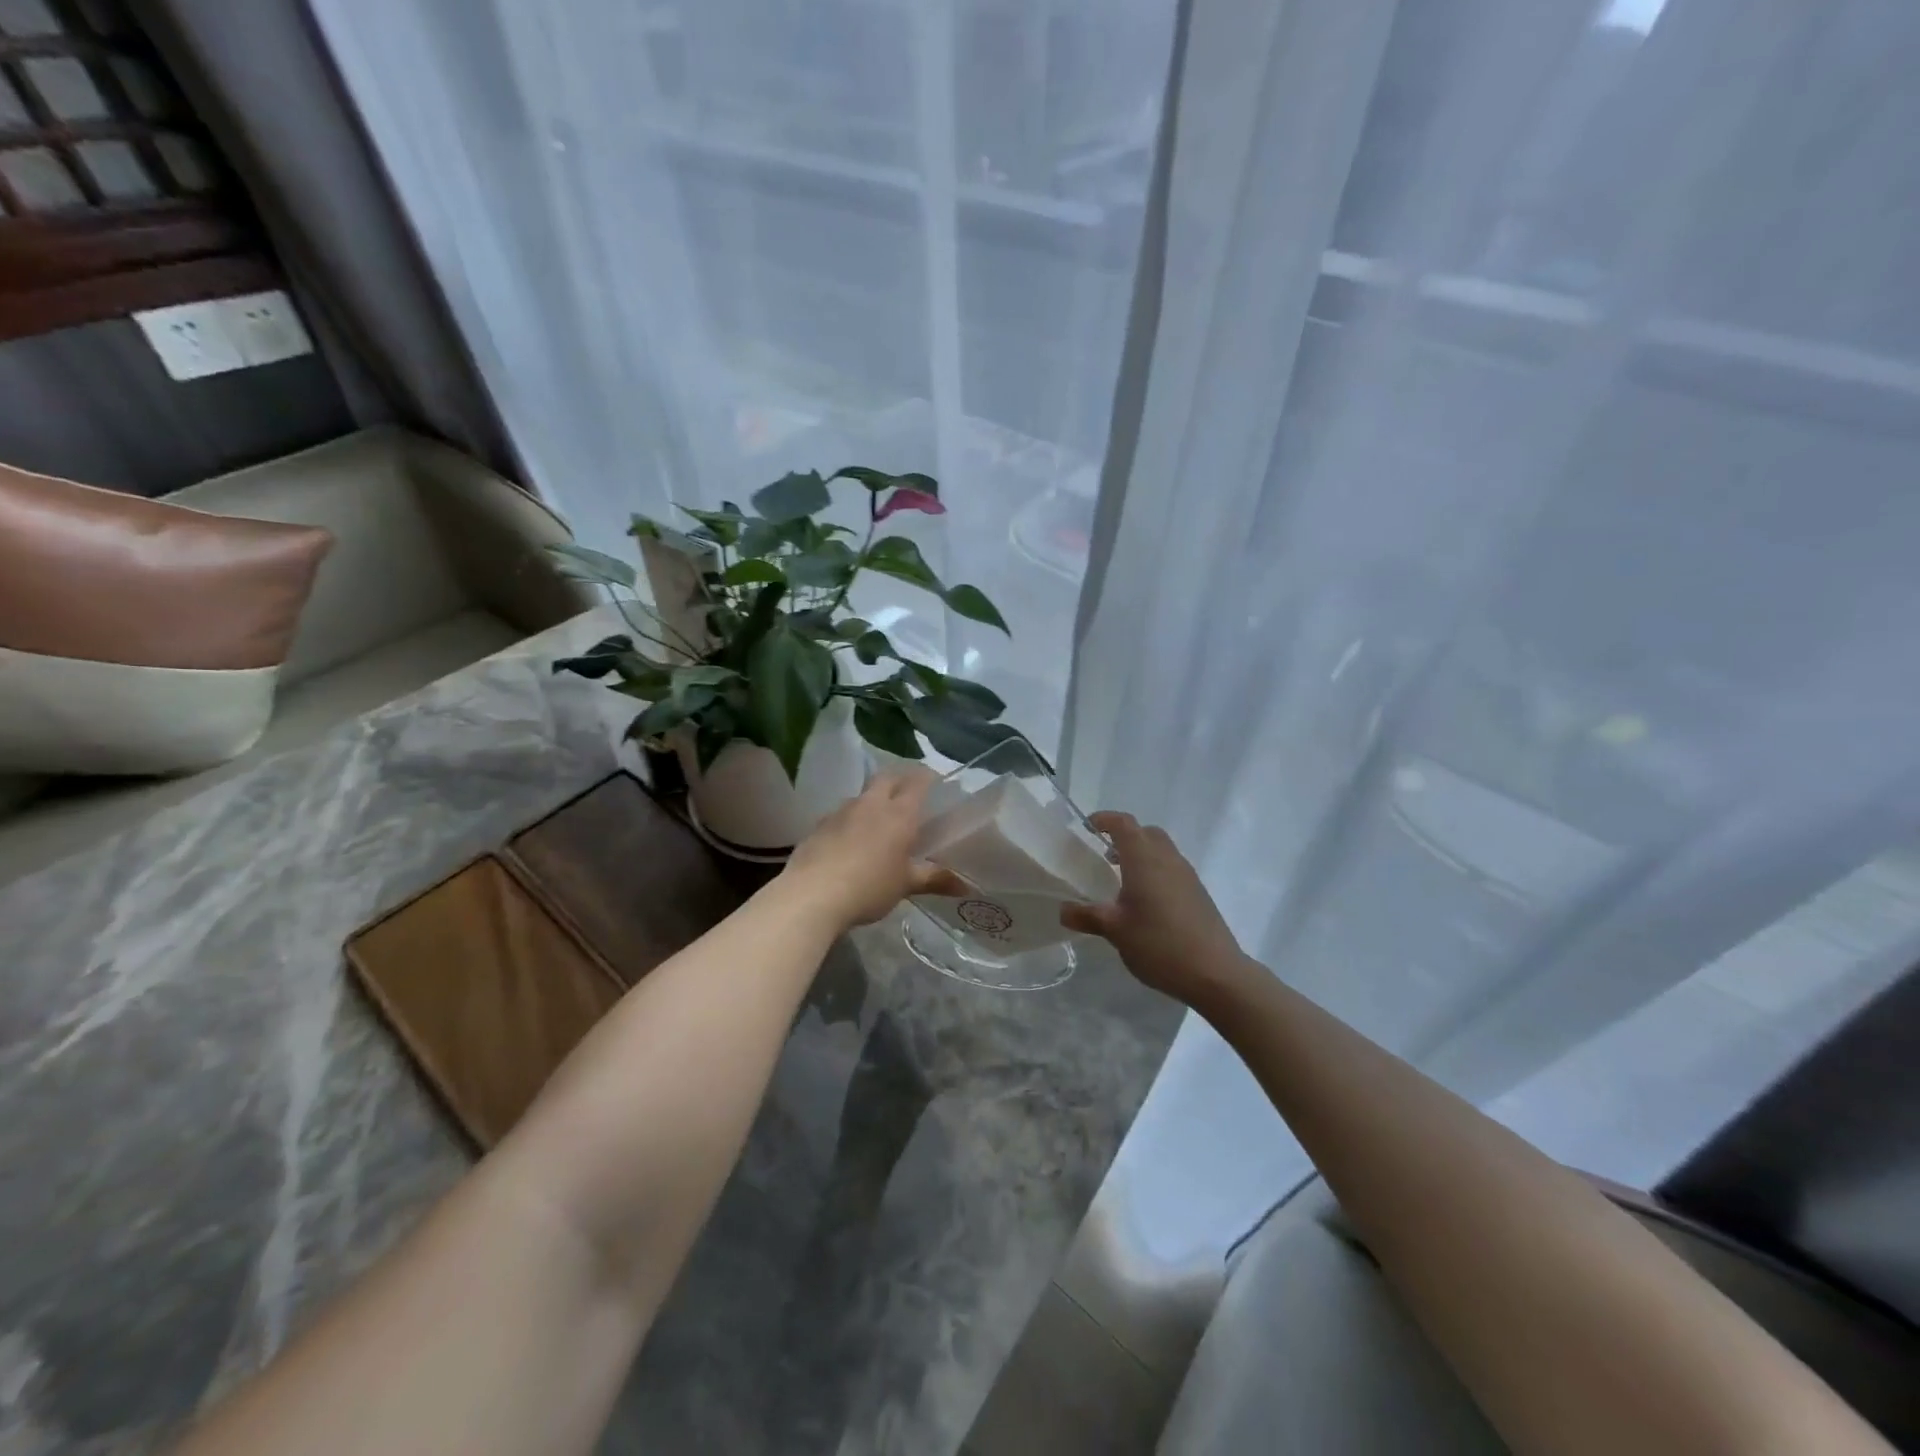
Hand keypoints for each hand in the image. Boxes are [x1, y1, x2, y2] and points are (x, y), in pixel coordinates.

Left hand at [780, 770, 967, 930]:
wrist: (811, 896)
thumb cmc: (869, 887)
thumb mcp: (905, 885)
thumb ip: (935, 879)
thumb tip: (966, 886)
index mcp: (899, 814)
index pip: (917, 782)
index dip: (928, 778)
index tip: (936, 782)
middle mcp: (871, 804)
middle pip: (887, 778)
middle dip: (900, 780)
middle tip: (909, 795)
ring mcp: (841, 811)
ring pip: (862, 795)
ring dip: (873, 800)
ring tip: (879, 819)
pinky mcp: (819, 825)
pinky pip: (841, 813)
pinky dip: (851, 819)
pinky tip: (850, 840)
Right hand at [1061, 813, 1249, 1003]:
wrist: (1215, 973)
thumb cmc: (1159, 944)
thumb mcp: (1115, 931)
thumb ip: (1087, 916)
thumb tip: (1063, 910)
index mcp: (1144, 860)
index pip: (1124, 824)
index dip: (1105, 820)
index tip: (1087, 827)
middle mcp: (1168, 859)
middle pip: (1146, 833)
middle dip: (1125, 837)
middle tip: (1105, 856)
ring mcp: (1187, 876)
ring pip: (1162, 850)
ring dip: (1142, 855)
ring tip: (1123, 881)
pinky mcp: (1199, 894)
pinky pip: (1173, 869)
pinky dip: (1156, 872)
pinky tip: (1146, 903)